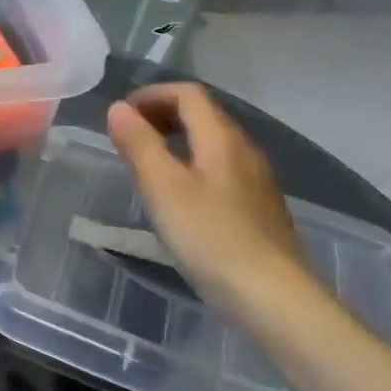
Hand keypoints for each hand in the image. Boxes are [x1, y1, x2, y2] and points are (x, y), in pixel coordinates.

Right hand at [106, 83, 311, 315]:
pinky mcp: (257, 208)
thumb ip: (139, 144)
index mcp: (221, 139)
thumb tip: (118, 108)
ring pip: (213, 143)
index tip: (121, 114)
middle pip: (203, 115)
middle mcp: (244, 151)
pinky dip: (192, 164)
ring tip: (146, 164)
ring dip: (176, 140)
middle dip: (162, 114)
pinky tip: (178, 197)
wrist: (272, 295)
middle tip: (128, 136)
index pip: (189, 94)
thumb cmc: (209, 236)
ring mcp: (255, 180)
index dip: (152, 94)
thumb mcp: (162, 188)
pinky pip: (220, 168)